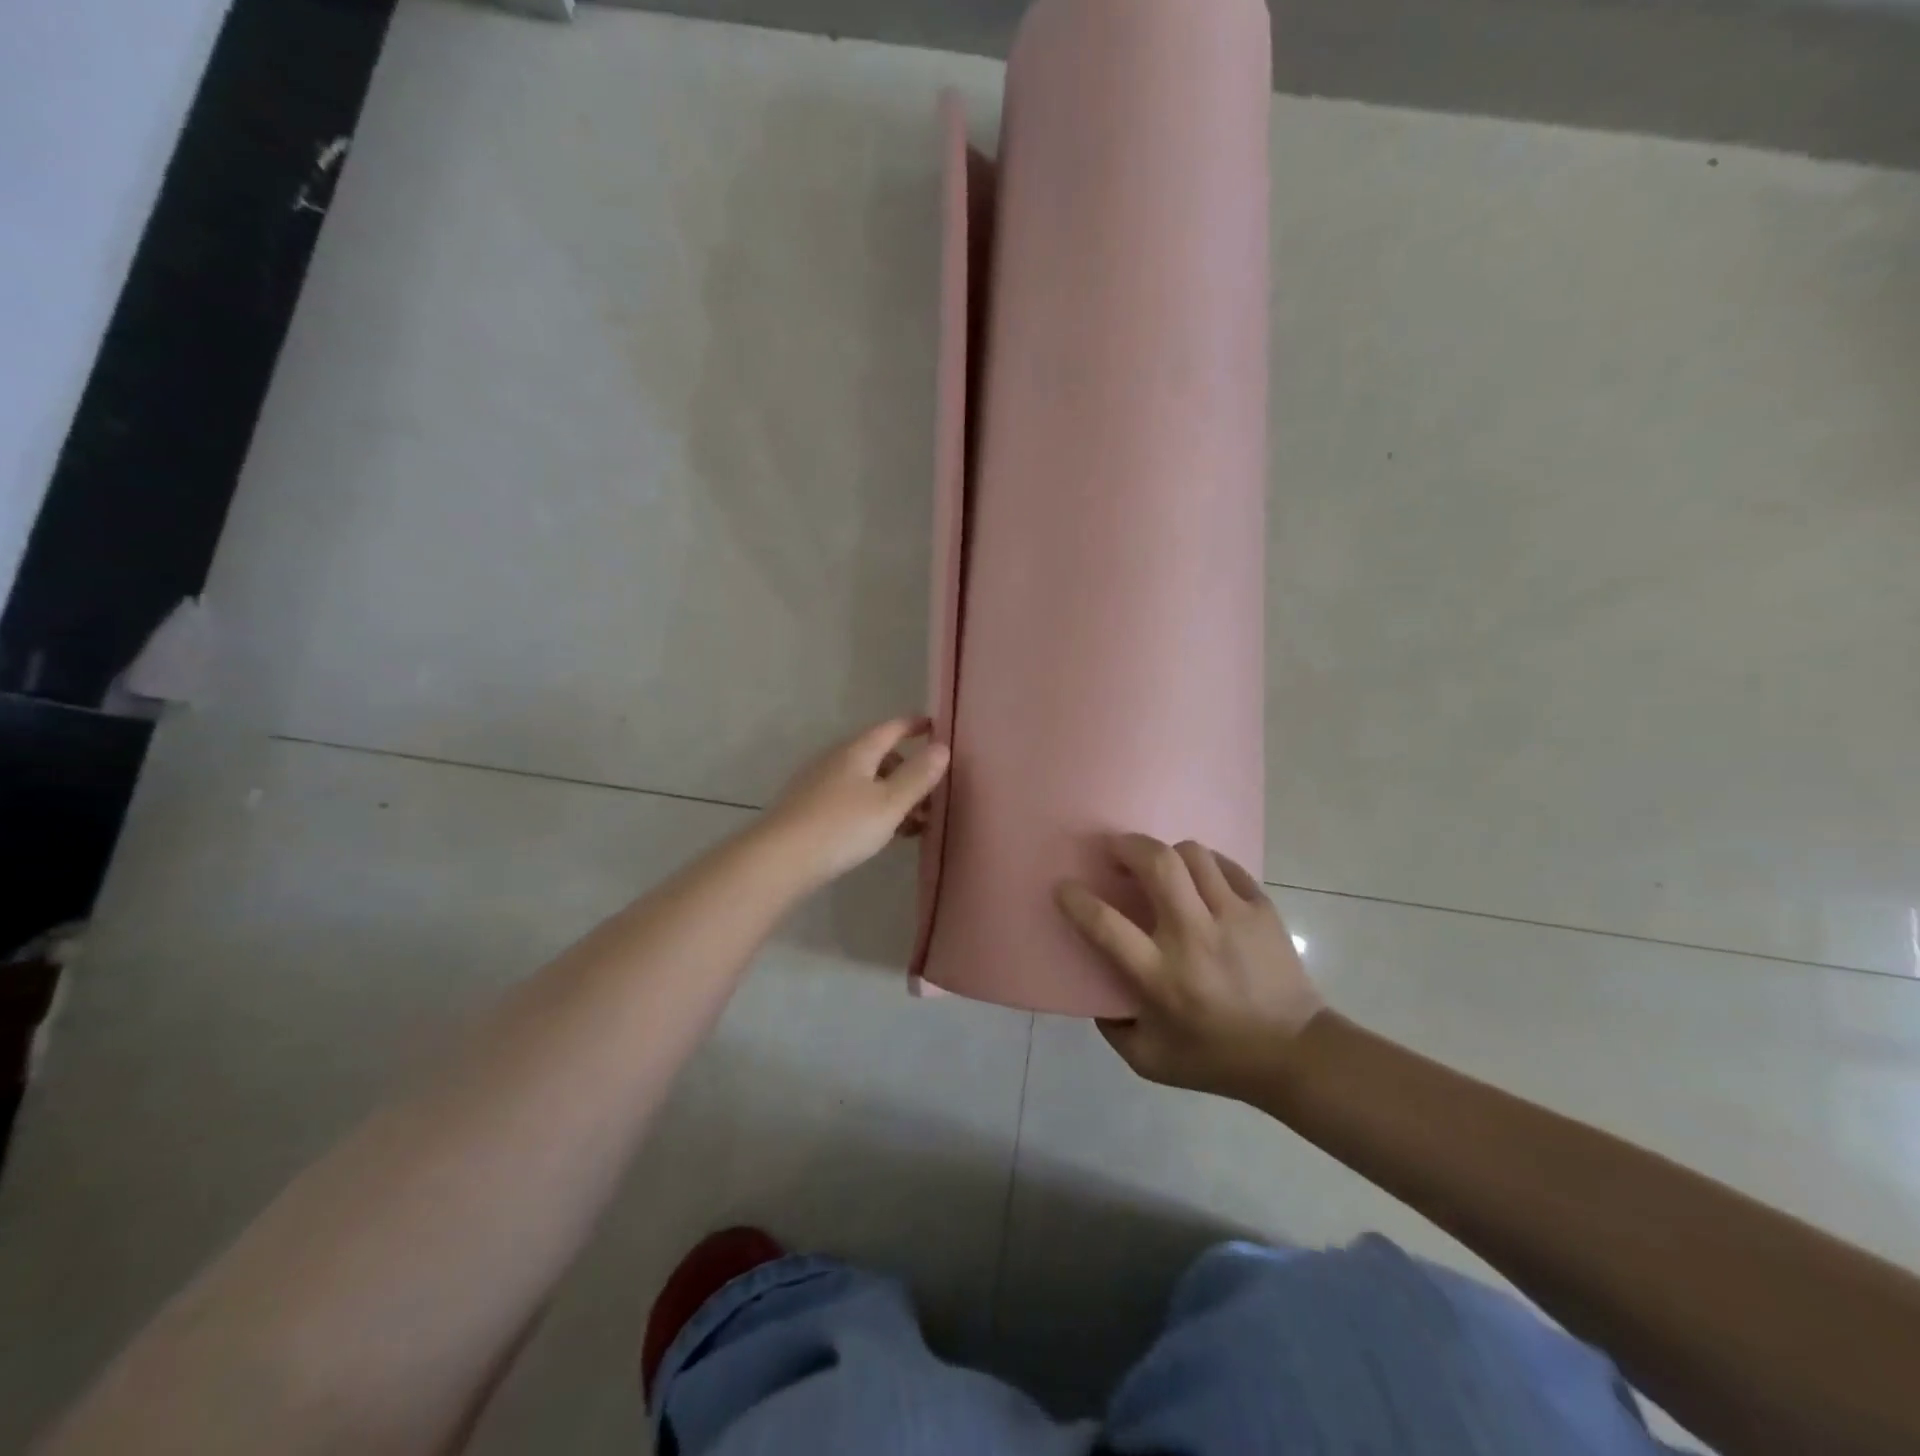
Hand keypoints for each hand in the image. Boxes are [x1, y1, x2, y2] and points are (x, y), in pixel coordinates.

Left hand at [759, 718, 950, 890]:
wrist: (779, 859)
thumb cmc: (841, 826)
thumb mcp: (889, 803)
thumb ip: (918, 776)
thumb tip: (942, 747)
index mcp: (857, 751)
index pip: (891, 728)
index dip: (914, 726)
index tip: (935, 727)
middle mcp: (836, 760)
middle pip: (879, 756)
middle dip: (907, 772)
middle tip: (930, 798)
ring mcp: (819, 784)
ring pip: (866, 781)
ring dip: (892, 796)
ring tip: (911, 826)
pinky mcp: (809, 808)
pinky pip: (851, 799)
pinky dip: (872, 809)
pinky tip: (879, 835)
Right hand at [1057, 835, 1324, 1099]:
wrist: (1296, 1055)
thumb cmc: (1217, 1059)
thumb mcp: (1150, 1060)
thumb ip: (1113, 1026)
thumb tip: (1095, 991)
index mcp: (1161, 976)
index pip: (1106, 924)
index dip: (1077, 899)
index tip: (1064, 886)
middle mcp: (1194, 937)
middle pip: (1157, 865)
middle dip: (1127, 846)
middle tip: (1114, 850)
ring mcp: (1233, 917)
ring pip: (1192, 855)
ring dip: (1166, 852)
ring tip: (1159, 866)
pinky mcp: (1262, 908)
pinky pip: (1225, 866)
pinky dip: (1204, 864)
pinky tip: (1197, 878)